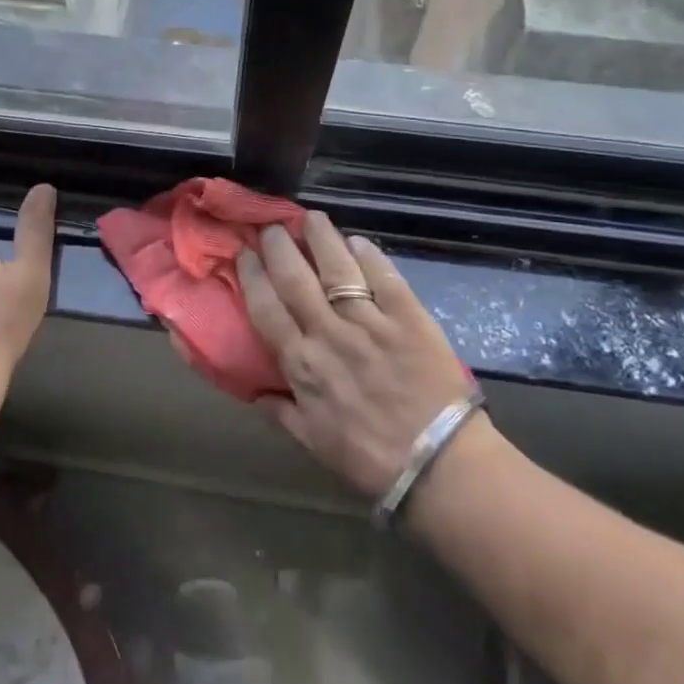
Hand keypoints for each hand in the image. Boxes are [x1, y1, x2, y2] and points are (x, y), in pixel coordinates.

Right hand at [239, 212, 478, 498]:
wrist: (439, 465)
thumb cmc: (371, 458)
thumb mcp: (314, 443)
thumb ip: (281, 413)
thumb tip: (254, 392)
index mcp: (301, 364)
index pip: (266, 308)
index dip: (252, 275)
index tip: (244, 253)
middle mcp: (329, 334)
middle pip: (295, 278)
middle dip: (280, 246)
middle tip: (272, 226)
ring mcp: (370, 322)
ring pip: (337, 268)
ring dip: (320, 238)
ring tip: (311, 218)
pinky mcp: (408, 317)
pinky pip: (384, 276)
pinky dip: (368, 254)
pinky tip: (357, 241)